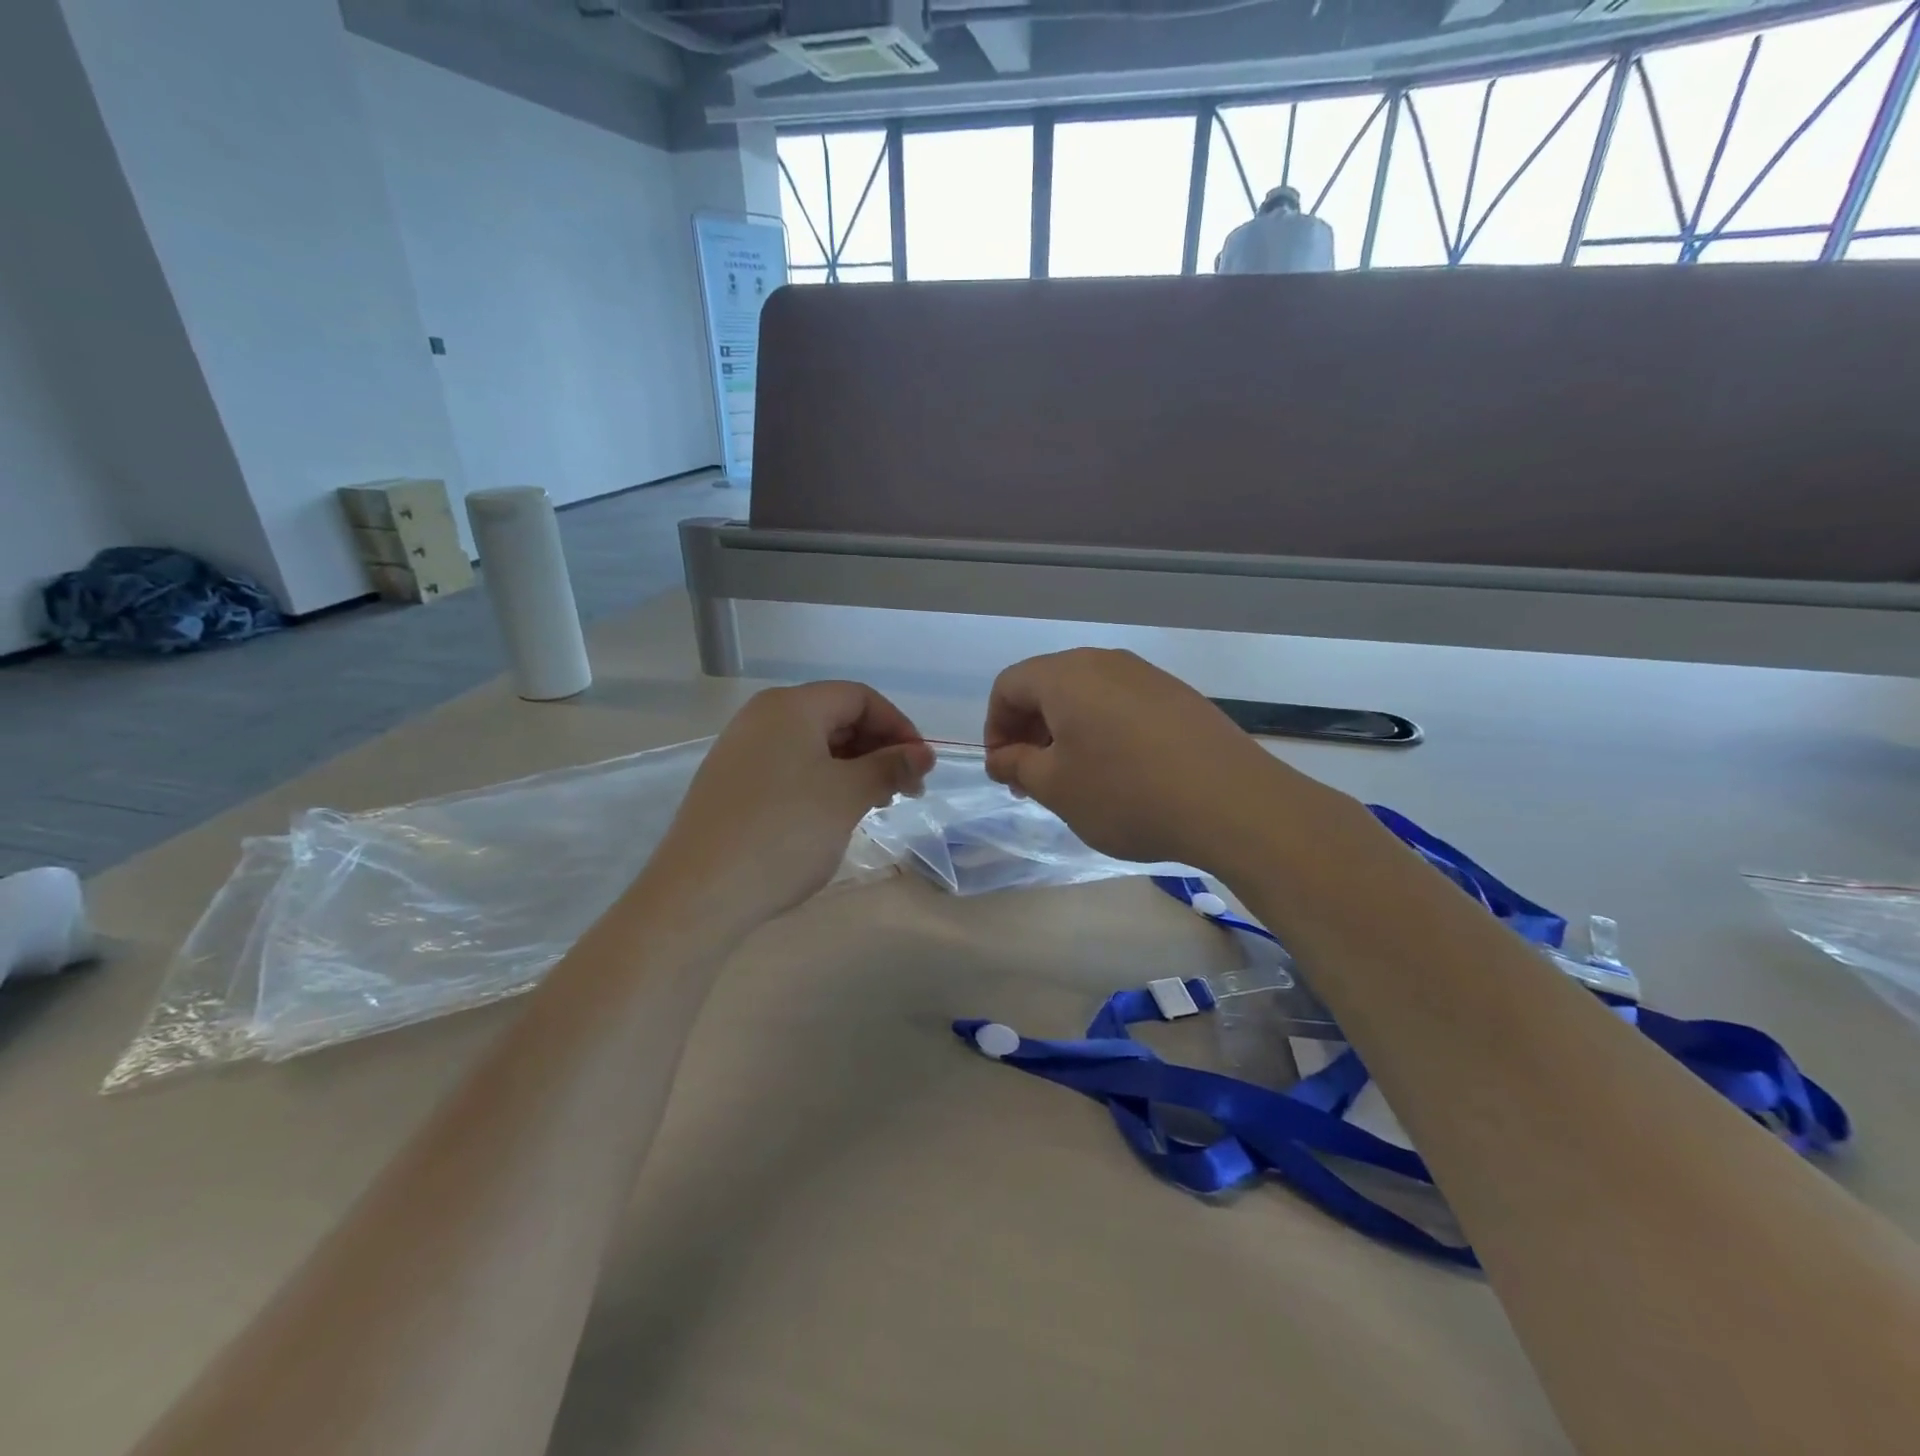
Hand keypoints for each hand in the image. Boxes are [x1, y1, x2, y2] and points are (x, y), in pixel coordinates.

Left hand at [642, 682, 933, 928]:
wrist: (699, 893)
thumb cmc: (784, 833)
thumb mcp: (848, 796)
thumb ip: (890, 767)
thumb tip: (922, 754)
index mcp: (790, 706)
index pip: (859, 697)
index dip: (898, 727)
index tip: (921, 767)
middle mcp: (762, 717)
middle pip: (835, 716)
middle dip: (877, 748)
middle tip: (905, 790)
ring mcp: (740, 750)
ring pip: (812, 745)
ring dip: (852, 768)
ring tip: (875, 804)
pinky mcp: (730, 783)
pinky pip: (788, 767)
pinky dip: (821, 781)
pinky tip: (833, 814)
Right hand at [983, 648, 1285, 869]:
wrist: (1232, 803)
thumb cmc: (1126, 794)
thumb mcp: (1056, 787)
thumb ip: (1017, 765)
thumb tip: (1001, 756)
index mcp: (1066, 675)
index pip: (1008, 686)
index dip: (995, 727)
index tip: (1003, 770)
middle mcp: (1105, 663)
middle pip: (1048, 686)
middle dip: (1029, 731)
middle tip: (1032, 779)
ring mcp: (1147, 676)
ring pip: (1087, 696)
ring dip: (1066, 732)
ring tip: (1075, 779)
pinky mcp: (1178, 696)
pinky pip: (1122, 705)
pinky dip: (1103, 731)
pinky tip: (1120, 772)